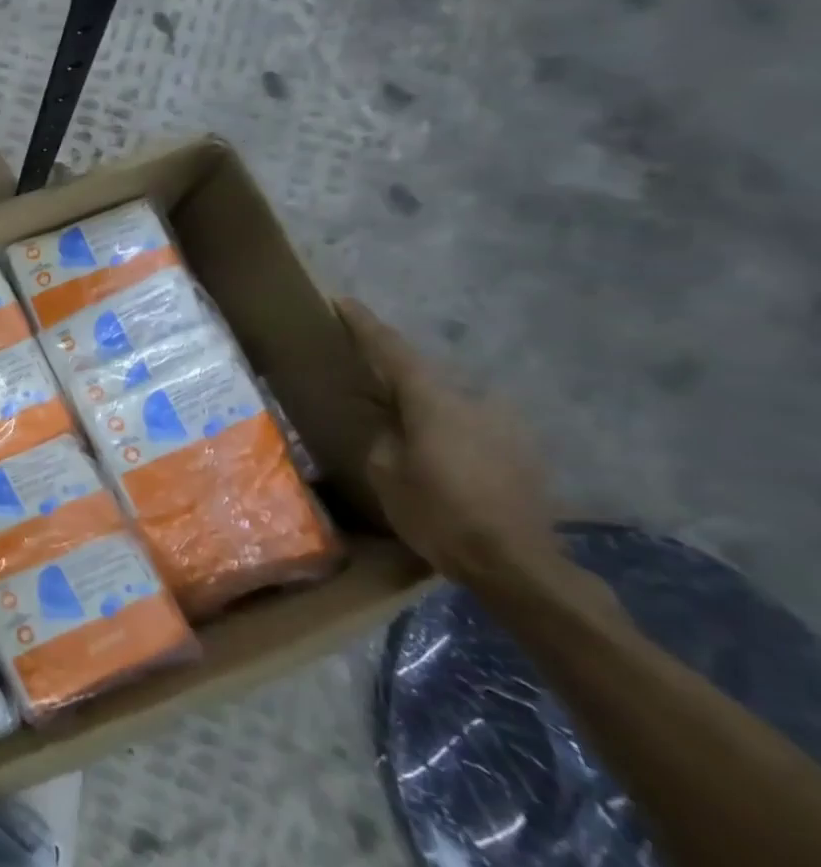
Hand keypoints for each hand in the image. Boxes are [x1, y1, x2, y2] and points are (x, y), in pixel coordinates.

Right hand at [336, 298, 564, 588]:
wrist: (517, 564)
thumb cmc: (439, 514)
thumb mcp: (387, 474)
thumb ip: (383, 437)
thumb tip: (387, 423)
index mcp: (434, 401)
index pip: (391, 350)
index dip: (364, 325)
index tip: (343, 302)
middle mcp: (473, 400)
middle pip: (424, 378)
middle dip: (395, 379)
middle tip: (368, 386)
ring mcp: (504, 424)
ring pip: (451, 405)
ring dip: (425, 411)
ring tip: (405, 432)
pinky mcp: (522, 450)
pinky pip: (472, 428)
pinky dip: (450, 434)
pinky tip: (440, 460)